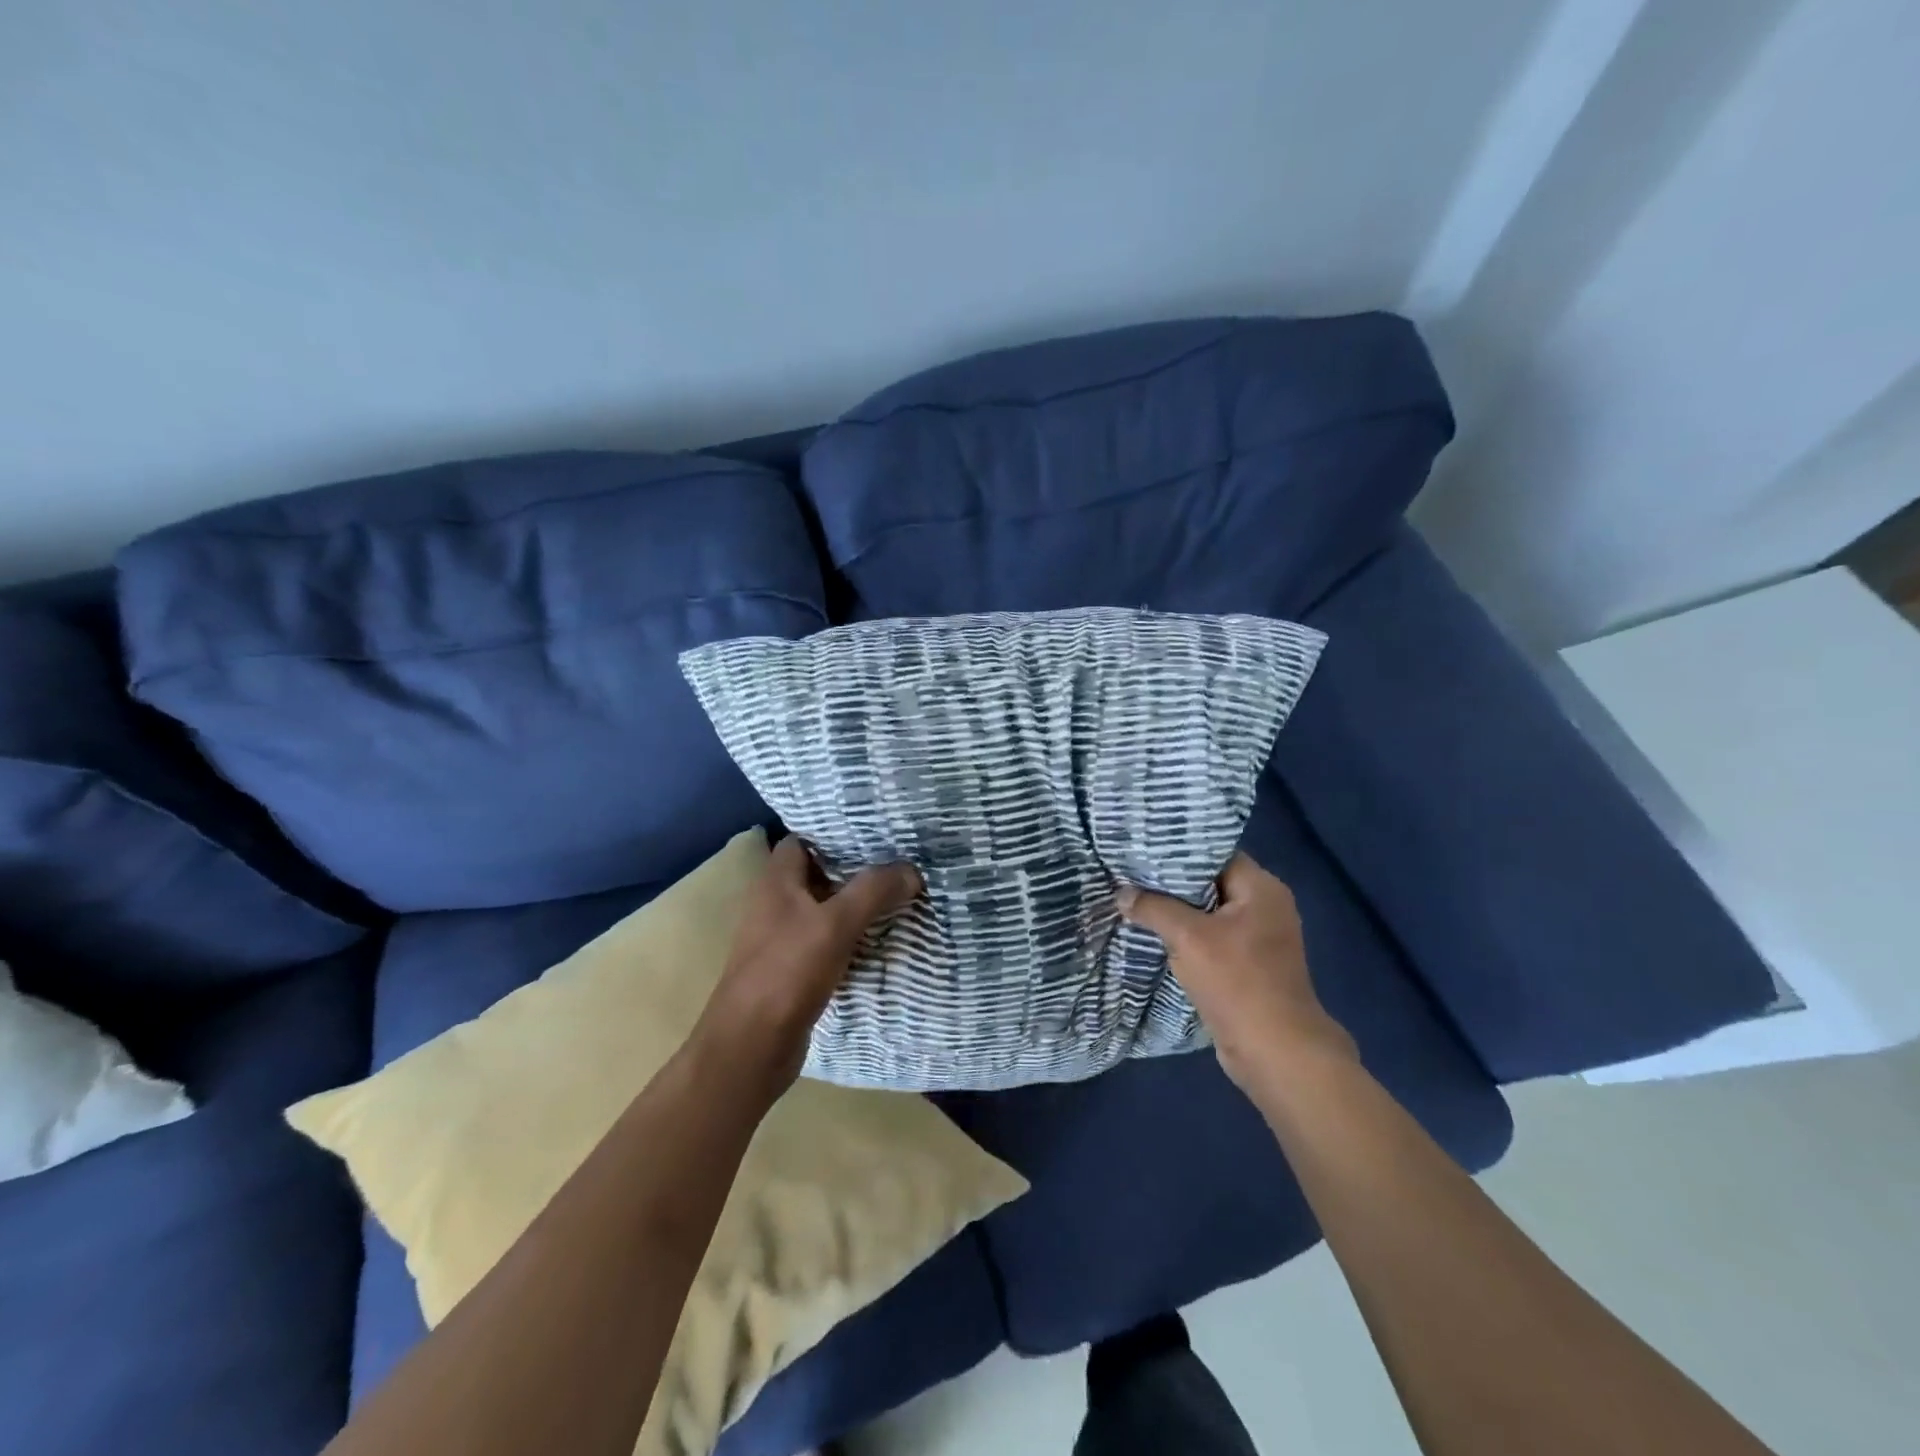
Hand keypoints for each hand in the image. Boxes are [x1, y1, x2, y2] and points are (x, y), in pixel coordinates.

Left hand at [696, 835, 921, 1093]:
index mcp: (775, 881)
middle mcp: (776, 903)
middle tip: (901, 860)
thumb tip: (911, 869)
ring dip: (857, 903)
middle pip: (819, 873)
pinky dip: (852, 935)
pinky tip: (883, 936)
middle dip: (857, 867)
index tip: (877, 830)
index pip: (803, 839)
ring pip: (826, 908)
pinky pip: (828, 940)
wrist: (752, 1047)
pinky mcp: (794, 969)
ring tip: (901, 893)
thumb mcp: (835, 924)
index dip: (835, 832)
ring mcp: (783, 937)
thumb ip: (873, 891)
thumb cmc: (787, 973)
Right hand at [1117, 852, 1356, 1092]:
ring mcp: (1260, 938)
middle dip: (1171, 882)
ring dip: (1177, 911)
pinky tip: (1155, 934)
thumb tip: (1122, 893)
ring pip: (1209, 912)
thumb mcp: (1188, 937)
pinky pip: (1212, 938)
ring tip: (1136, 900)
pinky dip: (1188, 936)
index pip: (1215, 853)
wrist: (1275, 1051)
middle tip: (1130, 874)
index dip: (1178, 850)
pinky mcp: (1250, 965)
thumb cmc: (1237, 982)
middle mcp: (1266, 906)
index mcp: (1262, 888)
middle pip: (1211, 882)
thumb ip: (1153, 908)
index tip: (1141, 849)